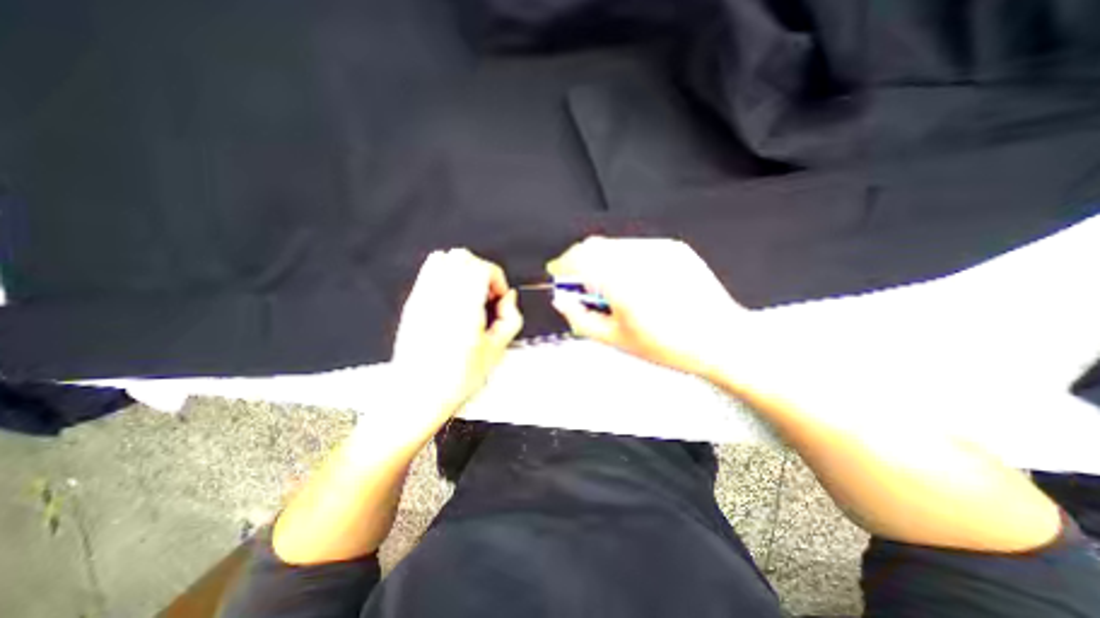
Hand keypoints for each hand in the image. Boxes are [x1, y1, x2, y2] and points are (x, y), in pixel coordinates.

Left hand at [390, 250, 524, 421]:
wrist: (417, 395)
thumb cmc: (455, 379)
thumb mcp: (496, 352)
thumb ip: (511, 319)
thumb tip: (510, 299)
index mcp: (464, 309)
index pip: (481, 268)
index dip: (497, 277)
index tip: (499, 296)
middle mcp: (441, 298)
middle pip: (463, 257)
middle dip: (482, 269)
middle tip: (487, 293)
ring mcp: (423, 298)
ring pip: (443, 258)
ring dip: (463, 269)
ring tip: (470, 292)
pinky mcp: (413, 303)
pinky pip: (428, 271)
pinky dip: (445, 273)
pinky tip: (453, 296)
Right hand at [548, 237, 746, 377]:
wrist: (722, 338)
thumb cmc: (669, 346)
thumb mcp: (617, 339)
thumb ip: (581, 318)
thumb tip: (561, 300)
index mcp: (622, 282)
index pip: (578, 258)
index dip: (563, 265)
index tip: (558, 275)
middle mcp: (638, 258)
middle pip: (593, 245)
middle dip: (580, 261)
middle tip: (581, 285)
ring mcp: (658, 249)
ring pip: (613, 245)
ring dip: (601, 260)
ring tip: (609, 286)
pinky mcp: (673, 248)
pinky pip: (636, 247)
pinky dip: (624, 259)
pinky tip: (633, 281)